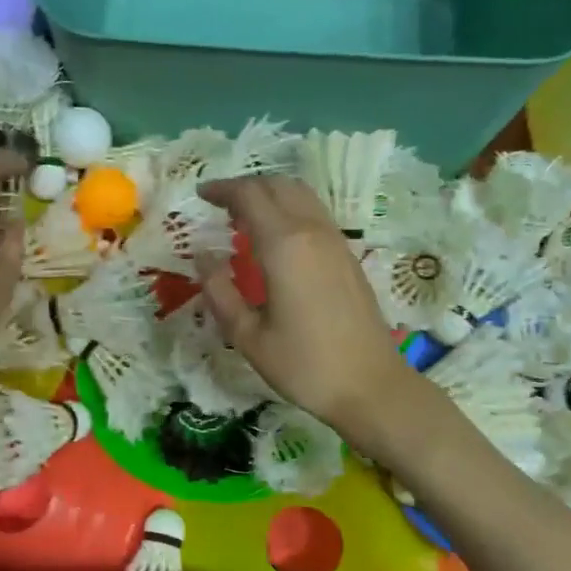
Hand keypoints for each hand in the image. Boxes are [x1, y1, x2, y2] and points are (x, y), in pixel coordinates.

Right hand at [196, 176, 417, 443]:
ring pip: (301, 195)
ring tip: (245, 217)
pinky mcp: (348, 256)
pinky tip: (276, 238)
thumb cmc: (303, 365)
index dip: (222, 189)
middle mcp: (312, 232)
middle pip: (278, 185)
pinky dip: (290, 209)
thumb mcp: (248, 337)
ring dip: (271, 194)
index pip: (250, 195)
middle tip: (220, 204)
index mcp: (284, 246)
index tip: (201, 194)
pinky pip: (315, 214)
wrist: (369, 385)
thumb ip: (220, 291)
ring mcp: (336, 241)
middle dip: (246, 186)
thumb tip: (203, 255)